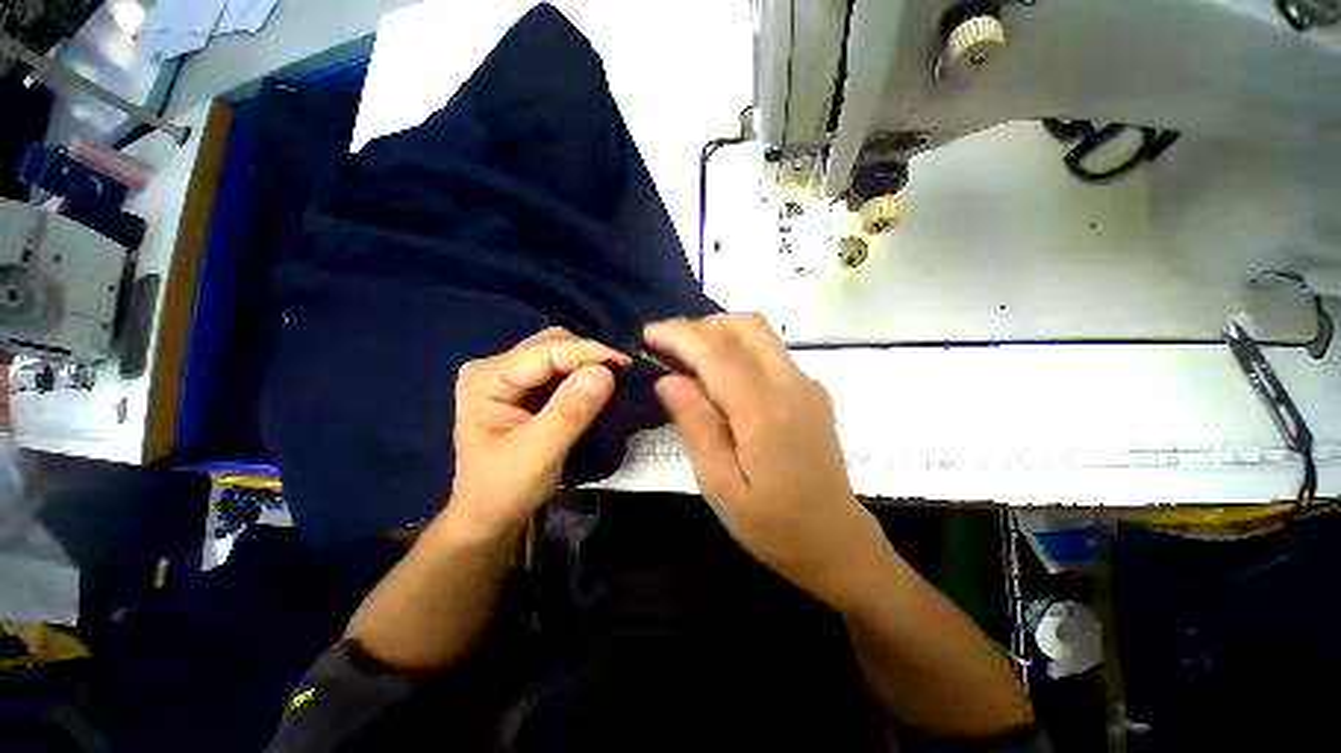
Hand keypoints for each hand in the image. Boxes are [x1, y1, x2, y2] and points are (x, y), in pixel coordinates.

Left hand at [448, 327, 629, 540]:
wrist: (488, 518)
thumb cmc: (504, 490)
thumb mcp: (539, 454)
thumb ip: (570, 411)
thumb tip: (605, 372)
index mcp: (487, 378)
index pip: (546, 351)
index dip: (589, 353)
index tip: (627, 366)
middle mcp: (496, 367)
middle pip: (552, 345)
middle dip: (589, 357)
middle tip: (623, 376)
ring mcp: (511, 377)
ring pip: (559, 354)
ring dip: (589, 365)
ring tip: (616, 380)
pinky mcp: (525, 389)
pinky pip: (561, 371)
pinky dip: (584, 376)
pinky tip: (601, 386)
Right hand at [645, 314, 885, 608]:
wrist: (837, 542)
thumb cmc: (773, 527)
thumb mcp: (720, 486)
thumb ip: (695, 426)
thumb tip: (667, 379)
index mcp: (765, 413)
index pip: (717, 352)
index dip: (679, 335)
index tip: (648, 334)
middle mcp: (792, 385)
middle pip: (744, 325)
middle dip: (699, 326)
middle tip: (668, 350)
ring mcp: (807, 384)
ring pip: (758, 332)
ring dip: (719, 332)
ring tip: (689, 358)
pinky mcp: (812, 390)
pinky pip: (768, 350)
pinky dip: (737, 347)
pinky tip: (720, 376)